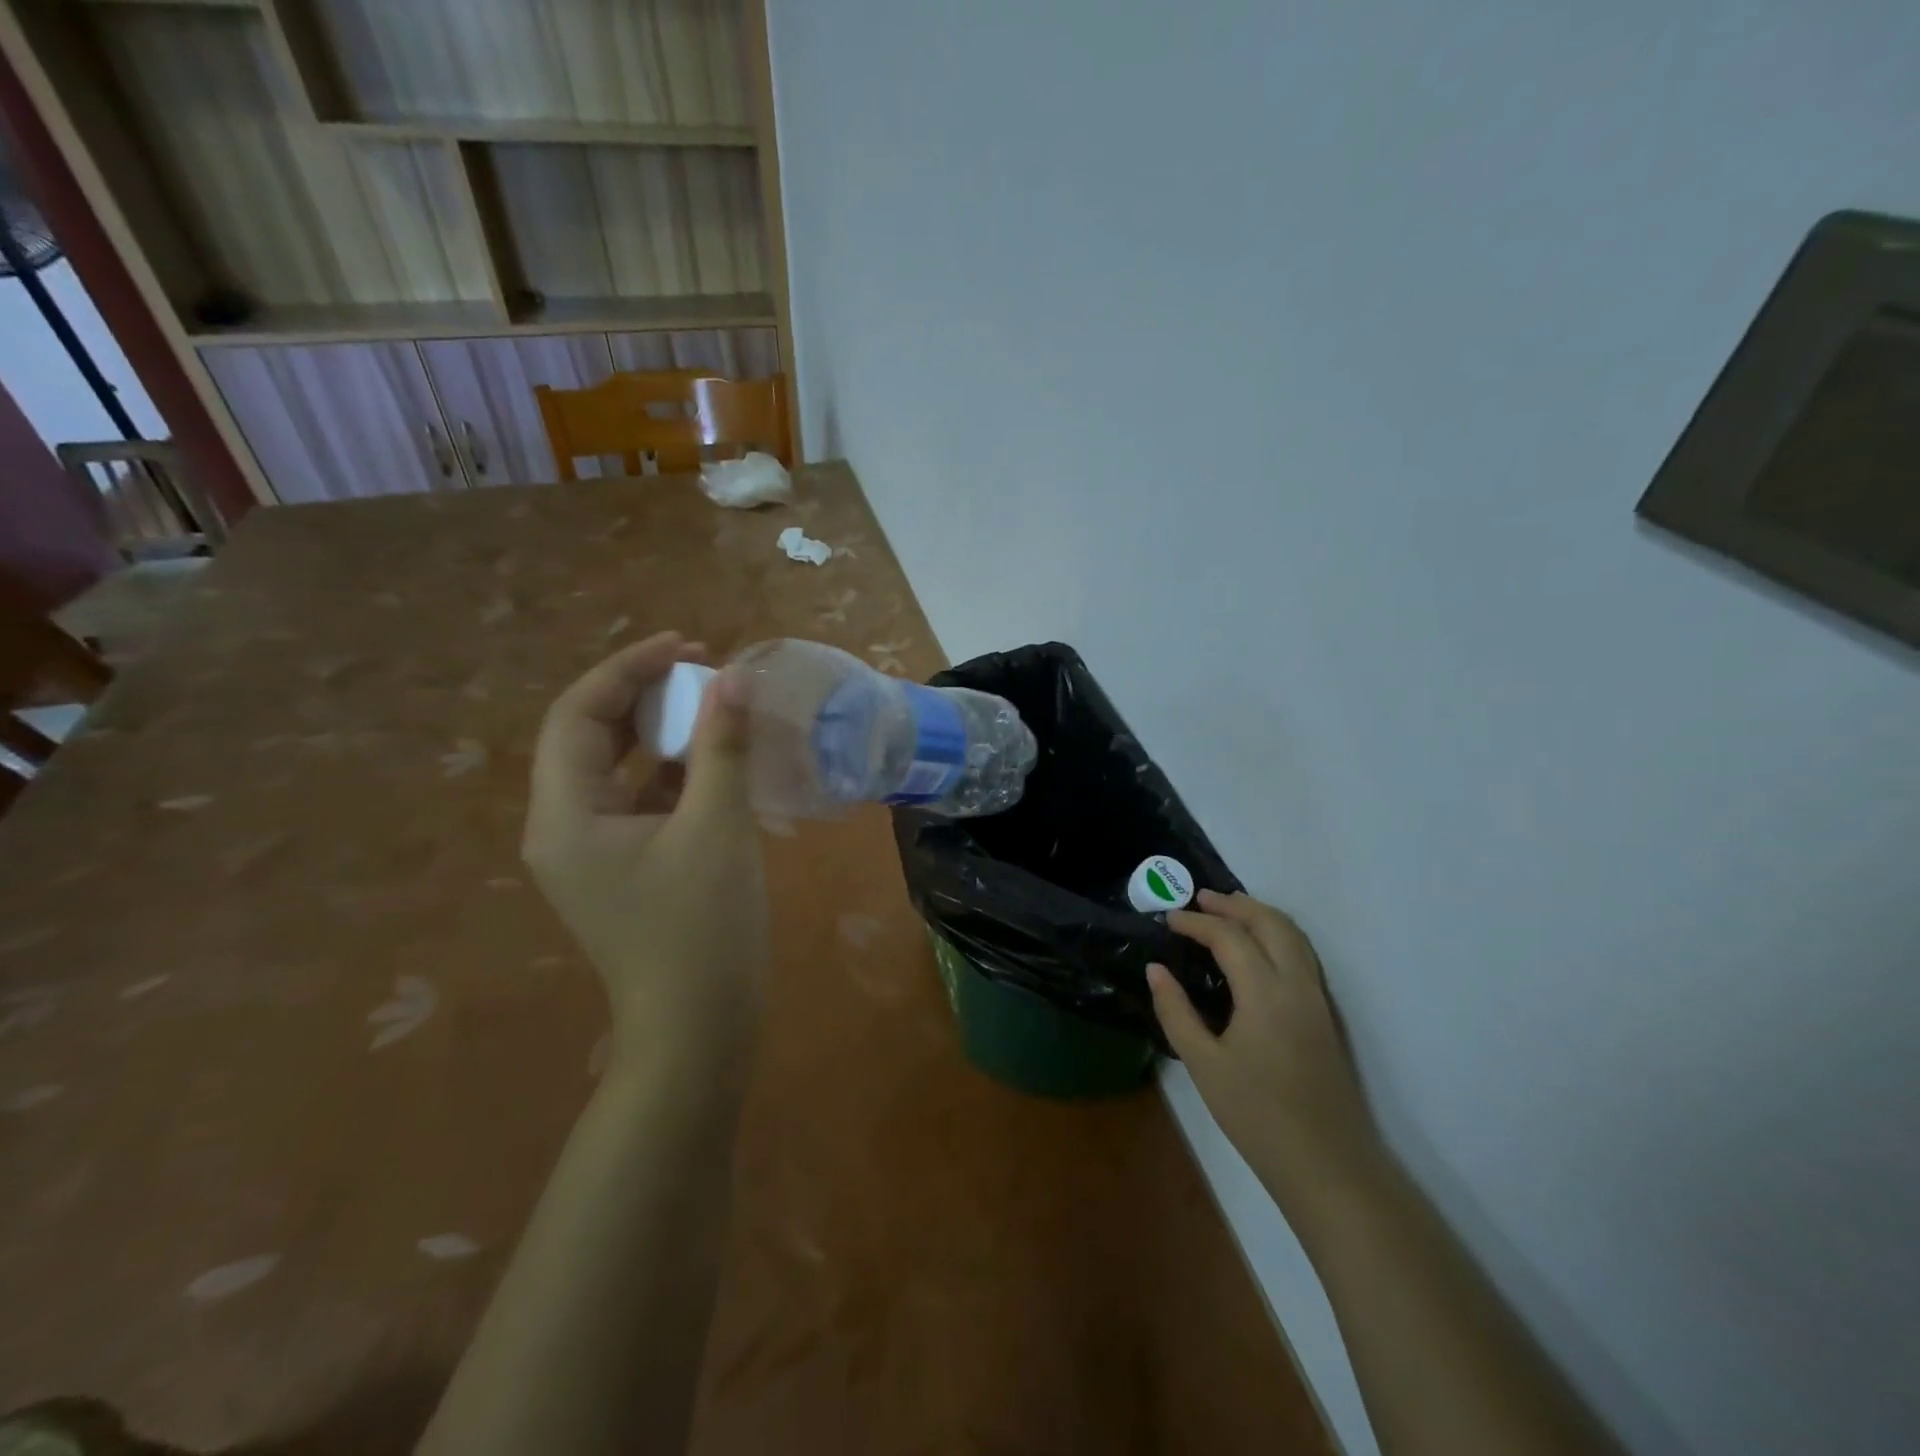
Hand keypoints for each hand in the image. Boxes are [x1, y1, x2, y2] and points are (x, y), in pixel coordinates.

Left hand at [523, 633, 768, 1085]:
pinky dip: (673, 772)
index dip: (628, 668)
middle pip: (592, 736)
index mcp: (565, 815)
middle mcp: (564, 828)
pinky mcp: (625, 868)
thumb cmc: (702, 927)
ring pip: (618, 768)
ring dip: (660, 731)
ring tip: (711, 704)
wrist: (700, 1028)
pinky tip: (714, 759)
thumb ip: (722, 746)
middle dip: (643, 694)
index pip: (579, 714)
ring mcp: (593, 852)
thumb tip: (734, 678)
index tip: (686, 645)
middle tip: (702, 667)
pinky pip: (640, 800)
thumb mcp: (717, 827)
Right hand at [1148, 890, 1378, 1209]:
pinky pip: (1302, 954)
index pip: (1230, 937)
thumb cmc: (1256, 1115)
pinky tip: (1257, 947)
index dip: (1196, 922)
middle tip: (1199, 899)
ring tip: (1227, 911)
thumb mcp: (1203, 1064)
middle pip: (1270, 922)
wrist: (1328, 1164)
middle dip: (1233, 904)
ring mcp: (1317, 998)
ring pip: (1293, 935)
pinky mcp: (1325, 1014)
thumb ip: (1176, 1011)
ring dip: (1259, 914)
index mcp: (1265, 992)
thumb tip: (1156, 970)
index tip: (1168, 920)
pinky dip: (1277, 933)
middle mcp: (1297, 984)